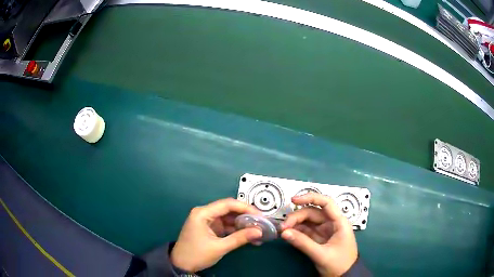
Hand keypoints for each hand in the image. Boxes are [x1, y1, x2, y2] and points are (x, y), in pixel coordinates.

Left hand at [170, 198, 262, 271]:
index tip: (260, 215)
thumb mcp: (219, 247)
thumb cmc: (197, 254)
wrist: (181, 264)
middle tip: (261, 222)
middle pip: (228, 210)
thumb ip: (239, 238)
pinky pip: (225, 225)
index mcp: (203, 213)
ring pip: (228, 218)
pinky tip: (247, 235)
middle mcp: (204, 213)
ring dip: (242, 224)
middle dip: (245, 216)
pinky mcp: (209, 228)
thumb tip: (259, 231)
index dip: (245, 208)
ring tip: (257, 229)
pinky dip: (236, 230)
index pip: (227, 204)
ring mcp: (207, 221)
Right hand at [281, 193, 357, 276]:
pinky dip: (296, 232)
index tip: (294, 200)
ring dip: (295, 224)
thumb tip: (284, 233)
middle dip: (297, 217)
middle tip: (283, 227)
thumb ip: (303, 243)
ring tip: (283, 231)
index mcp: (339, 222)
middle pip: (313, 213)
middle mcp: (332, 223)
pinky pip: (306, 231)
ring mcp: (325, 231)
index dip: (310, 198)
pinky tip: (288, 235)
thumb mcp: (321, 254)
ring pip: (308, 221)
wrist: (344, 276)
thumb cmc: (339, 264)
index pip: (326, 203)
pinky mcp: (319, 238)